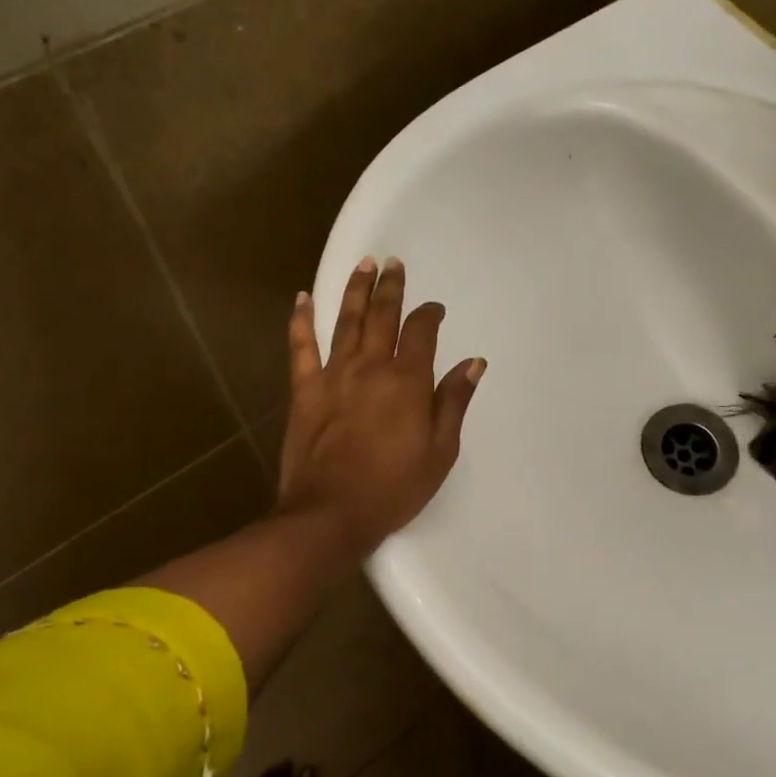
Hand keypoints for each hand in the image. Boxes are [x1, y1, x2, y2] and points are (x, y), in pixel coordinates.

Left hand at [275, 257, 484, 562]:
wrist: (331, 513)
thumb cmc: (393, 488)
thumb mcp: (440, 452)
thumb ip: (454, 402)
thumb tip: (474, 362)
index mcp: (408, 382)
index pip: (421, 332)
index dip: (429, 315)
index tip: (434, 308)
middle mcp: (371, 367)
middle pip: (382, 316)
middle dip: (390, 287)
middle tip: (393, 263)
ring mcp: (333, 375)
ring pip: (345, 321)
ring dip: (355, 290)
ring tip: (363, 265)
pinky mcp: (304, 390)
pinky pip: (301, 346)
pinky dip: (301, 320)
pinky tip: (302, 298)